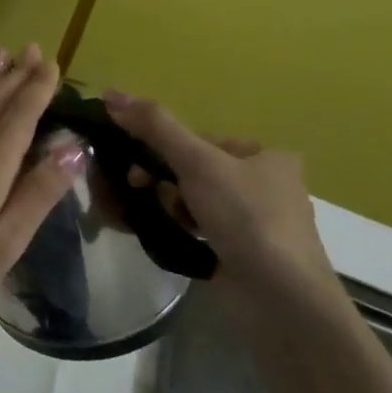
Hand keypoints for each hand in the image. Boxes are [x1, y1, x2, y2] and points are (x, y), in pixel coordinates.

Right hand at [102, 91, 331, 287]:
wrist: (280, 298)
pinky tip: (158, 234)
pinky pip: (196, 230)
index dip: (163, 148)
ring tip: (148, 216)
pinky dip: (174, 228)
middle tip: (137, 189)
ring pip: (192, 201)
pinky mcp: (240, 255)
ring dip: (164, 204)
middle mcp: (264, 186)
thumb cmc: (246, 217)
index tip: (136, 165)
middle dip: (160, 179)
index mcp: (266, 157)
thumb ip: (155, 126)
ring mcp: (253, 224)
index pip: (200, 140)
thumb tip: (110, 94)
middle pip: (193, 170)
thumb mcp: (198, 161)